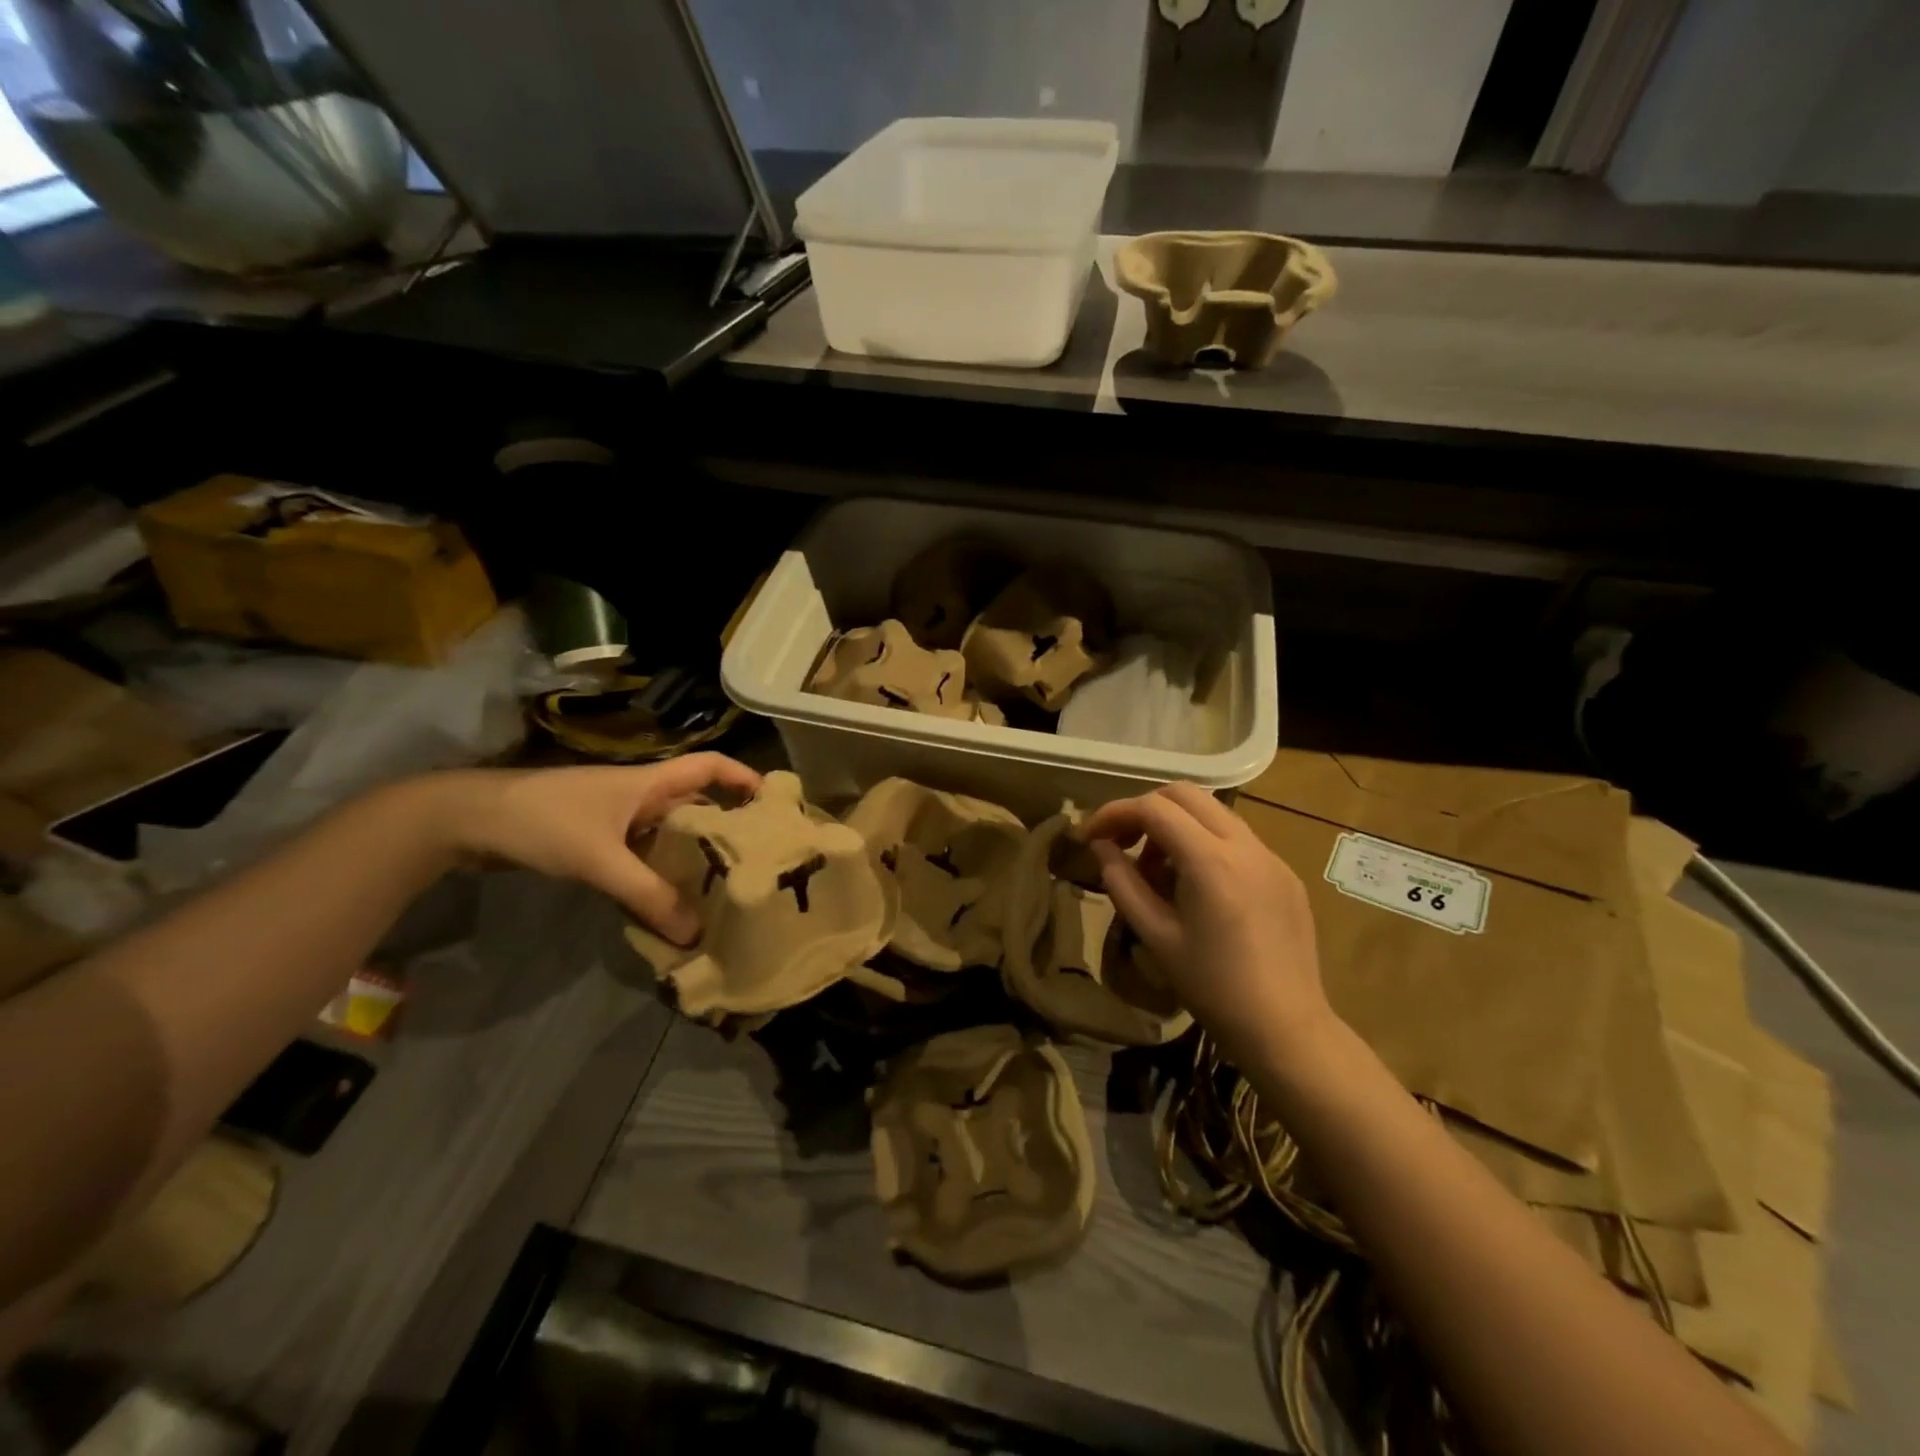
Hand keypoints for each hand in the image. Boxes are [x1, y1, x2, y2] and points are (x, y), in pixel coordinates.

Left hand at [428, 754, 761, 943]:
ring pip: (670, 832)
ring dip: (693, 855)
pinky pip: (645, 852)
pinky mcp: (598, 838)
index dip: (743, 778)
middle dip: (727, 826)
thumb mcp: (600, 859)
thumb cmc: (544, 820)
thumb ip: (647, 895)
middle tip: (756, 860)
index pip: (710, 766)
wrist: (468, 820)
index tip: (773, 804)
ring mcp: (619, 817)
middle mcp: (642, 795)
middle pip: (697, 804)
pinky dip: (661, 872)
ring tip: (722, 887)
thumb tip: (694, 934)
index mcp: (650, 782)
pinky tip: (670, 900)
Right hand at [1081, 782, 1333, 1063]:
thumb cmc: (1213, 987)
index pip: (1153, 808)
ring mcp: (1271, 857)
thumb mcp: (1156, 936)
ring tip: (1157, 870)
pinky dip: (1206, 843)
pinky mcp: (1285, 874)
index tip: (1091, 836)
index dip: (1114, 813)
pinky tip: (1196, 886)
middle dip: (1145, 809)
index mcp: (1211, 861)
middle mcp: (1245, 845)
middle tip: (1123, 842)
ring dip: (1177, 825)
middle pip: (1186, 794)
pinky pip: (1237, 839)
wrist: (1286, 1028)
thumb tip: (1101, 847)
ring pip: (1214, 813)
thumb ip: (1123, 883)